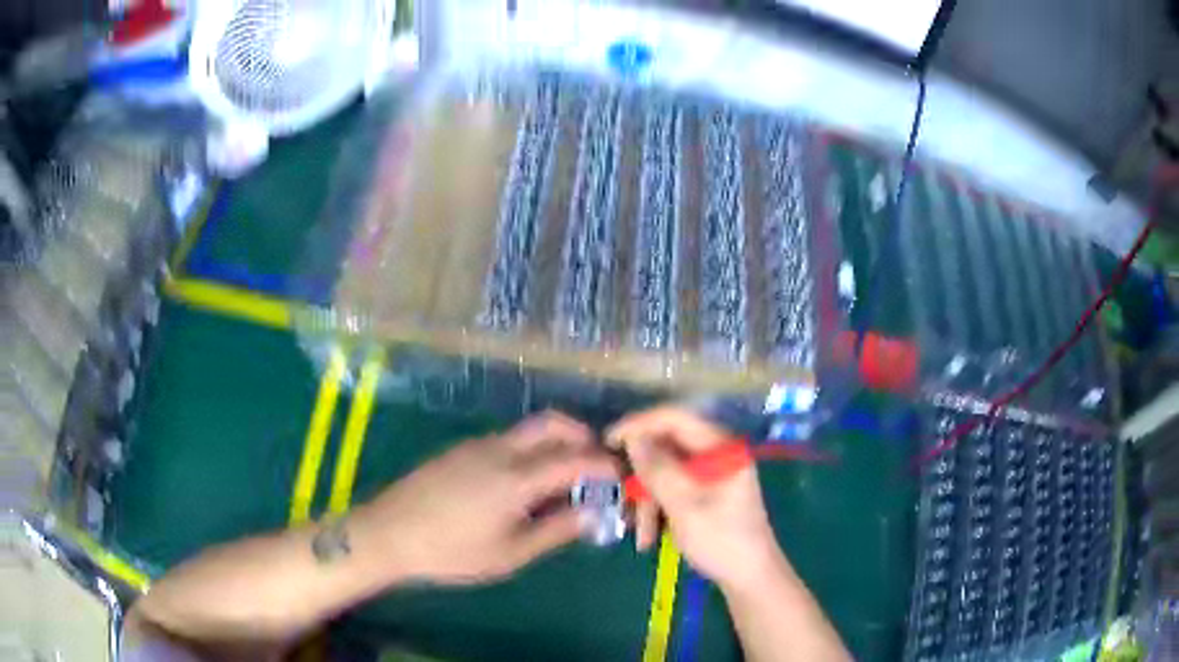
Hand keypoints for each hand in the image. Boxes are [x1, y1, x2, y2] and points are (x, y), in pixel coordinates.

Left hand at [354, 411, 618, 584]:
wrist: (388, 533)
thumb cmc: (451, 552)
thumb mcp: (509, 553)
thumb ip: (555, 531)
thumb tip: (592, 514)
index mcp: (516, 477)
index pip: (574, 459)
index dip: (603, 464)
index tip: (621, 475)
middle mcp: (500, 450)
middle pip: (552, 424)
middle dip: (581, 436)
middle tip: (595, 464)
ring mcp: (476, 445)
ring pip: (528, 430)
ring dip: (554, 443)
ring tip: (562, 480)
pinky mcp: (460, 450)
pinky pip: (507, 440)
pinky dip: (529, 450)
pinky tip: (523, 483)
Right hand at [608, 407, 784, 592]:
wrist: (749, 578)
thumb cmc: (722, 541)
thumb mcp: (685, 507)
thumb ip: (658, 470)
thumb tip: (632, 439)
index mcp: (721, 448)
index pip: (675, 418)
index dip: (640, 425)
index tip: (609, 442)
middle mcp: (717, 454)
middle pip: (667, 449)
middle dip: (644, 479)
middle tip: (625, 501)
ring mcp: (712, 475)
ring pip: (665, 473)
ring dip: (649, 502)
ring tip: (642, 535)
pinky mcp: (705, 494)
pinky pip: (673, 490)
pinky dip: (659, 510)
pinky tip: (650, 537)